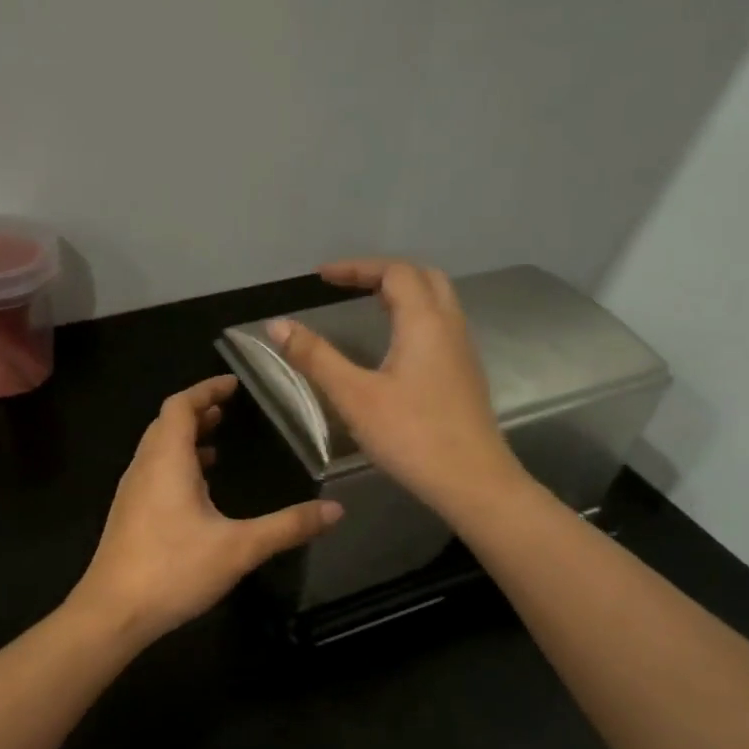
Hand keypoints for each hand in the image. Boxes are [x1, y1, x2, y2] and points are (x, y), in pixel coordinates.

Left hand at [68, 376, 342, 643]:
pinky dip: (176, 465)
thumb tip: (337, 510)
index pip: (181, 406)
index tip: (233, 384)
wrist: (112, 613)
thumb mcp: (239, 548)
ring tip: (217, 444)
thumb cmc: (173, 570)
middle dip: (197, 412)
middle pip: (166, 424)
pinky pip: (153, 473)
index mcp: (166, 460)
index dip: (206, 390)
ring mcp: (131, 492)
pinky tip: (198, 491)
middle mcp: (144, 467)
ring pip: (157, 449)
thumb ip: (288, 526)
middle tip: (229, 411)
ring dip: (185, 439)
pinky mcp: (128, 515)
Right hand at [268, 259, 522, 518]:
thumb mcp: (354, 397)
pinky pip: (441, 327)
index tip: (322, 278)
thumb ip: (315, 357)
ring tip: (367, 306)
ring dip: (402, 294)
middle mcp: (450, 326)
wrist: (472, 481)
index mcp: (424, 322)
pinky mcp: (465, 375)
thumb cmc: (411, 436)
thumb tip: (276, 324)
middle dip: (383, 273)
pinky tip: (394, 346)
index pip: (394, 272)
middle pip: (423, 277)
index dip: (357, 268)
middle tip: (348, 286)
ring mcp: (463, 351)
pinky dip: (415, 318)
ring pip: (437, 302)